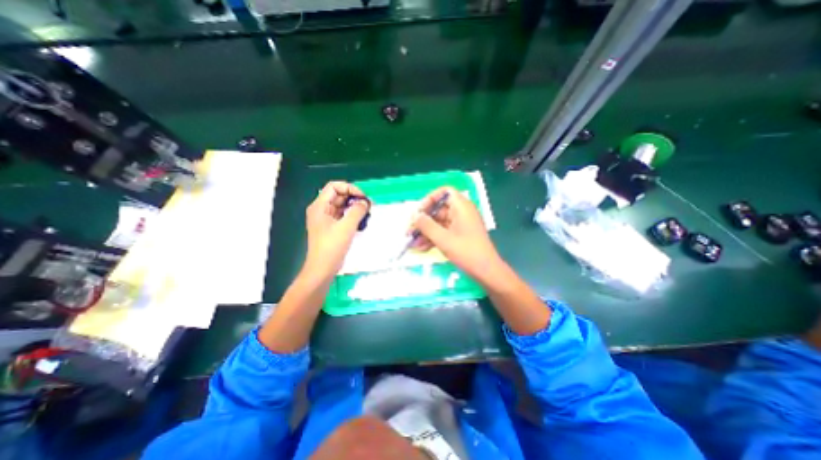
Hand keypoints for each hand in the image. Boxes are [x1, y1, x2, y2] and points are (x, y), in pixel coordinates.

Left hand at [303, 181, 370, 278]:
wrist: (323, 269)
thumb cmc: (332, 247)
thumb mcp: (346, 227)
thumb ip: (357, 211)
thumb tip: (365, 202)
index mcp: (320, 206)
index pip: (334, 187)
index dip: (350, 188)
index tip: (363, 197)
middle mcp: (321, 210)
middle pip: (339, 195)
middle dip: (354, 198)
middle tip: (369, 205)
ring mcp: (326, 219)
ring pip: (342, 206)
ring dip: (355, 207)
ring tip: (367, 214)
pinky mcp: (332, 228)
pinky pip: (343, 216)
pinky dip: (353, 216)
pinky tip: (362, 222)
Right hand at [408, 186, 500, 279]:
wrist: (486, 272)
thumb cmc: (466, 252)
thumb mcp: (443, 239)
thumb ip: (426, 225)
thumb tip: (415, 216)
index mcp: (461, 207)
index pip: (444, 192)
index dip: (430, 198)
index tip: (419, 212)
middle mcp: (461, 212)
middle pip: (438, 209)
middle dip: (423, 220)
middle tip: (410, 230)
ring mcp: (460, 225)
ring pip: (439, 222)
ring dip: (425, 231)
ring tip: (412, 242)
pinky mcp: (460, 235)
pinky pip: (443, 232)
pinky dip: (433, 238)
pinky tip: (421, 248)